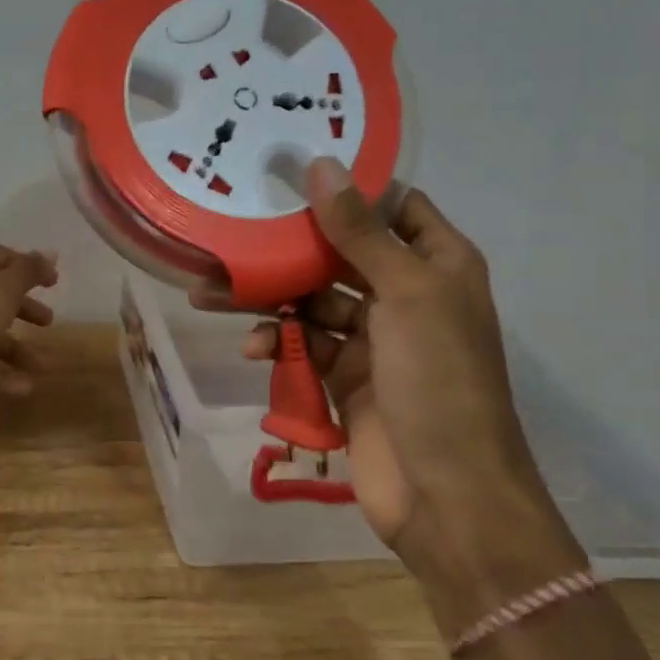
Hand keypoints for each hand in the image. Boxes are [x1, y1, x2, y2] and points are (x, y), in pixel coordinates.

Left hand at [0, 245, 58, 394]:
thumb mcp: (1, 291)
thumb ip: (27, 272)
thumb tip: (50, 251)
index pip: (1, 257)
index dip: (29, 266)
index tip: (54, 282)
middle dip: (23, 308)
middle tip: (49, 321)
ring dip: (16, 348)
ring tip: (41, 366)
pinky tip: (23, 388)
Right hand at [194, 162, 582, 599]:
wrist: (448, 495)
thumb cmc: (438, 380)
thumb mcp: (405, 294)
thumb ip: (359, 232)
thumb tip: (322, 164)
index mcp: (438, 264)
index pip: (393, 207)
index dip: (349, 188)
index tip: (290, 170)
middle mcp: (407, 293)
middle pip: (340, 254)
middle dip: (288, 247)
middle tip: (232, 231)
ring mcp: (375, 338)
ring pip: (312, 301)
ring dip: (268, 299)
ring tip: (211, 294)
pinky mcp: (345, 376)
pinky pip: (304, 345)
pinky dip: (278, 344)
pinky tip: (254, 348)